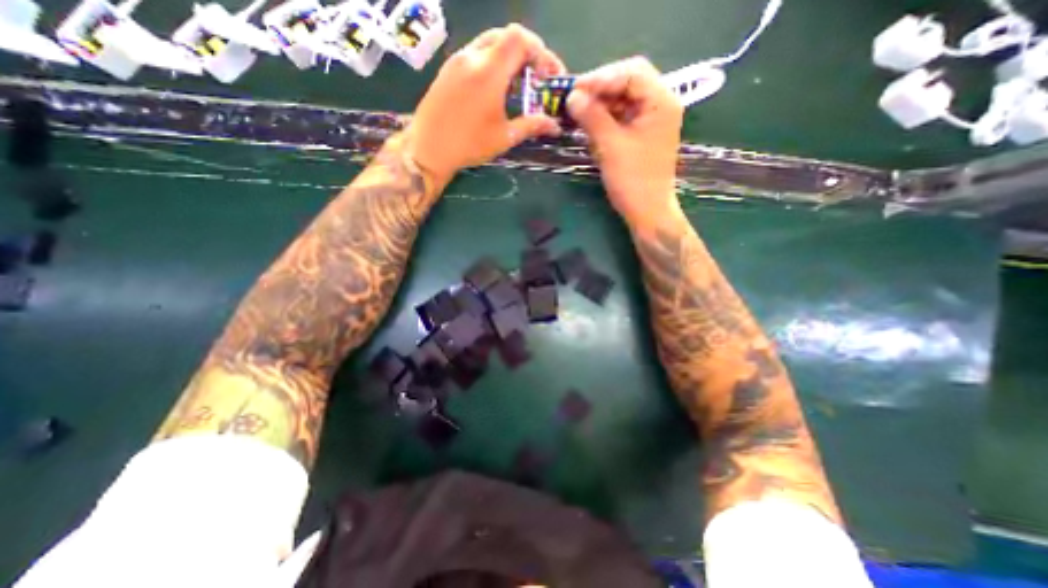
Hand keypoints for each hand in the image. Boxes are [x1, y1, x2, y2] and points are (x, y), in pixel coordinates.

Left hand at [402, 22, 565, 183]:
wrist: (428, 149)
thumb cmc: (469, 144)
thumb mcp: (504, 137)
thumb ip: (531, 126)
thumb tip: (554, 126)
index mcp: (489, 71)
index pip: (520, 38)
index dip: (540, 51)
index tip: (547, 74)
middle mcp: (472, 56)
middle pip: (506, 36)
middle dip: (526, 53)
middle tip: (535, 78)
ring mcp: (457, 60)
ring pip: (489, 43)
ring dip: (508, 57)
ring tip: (516, 84)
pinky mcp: (448, 69)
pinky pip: (475, 54)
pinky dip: (492, 62)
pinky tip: (494, 88)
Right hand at [565, 54, 689, 229]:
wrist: (647, 211)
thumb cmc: (633, 180)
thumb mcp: (610, 146)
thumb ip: (592, 117)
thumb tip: (572, 96)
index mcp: (661, 101)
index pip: (631, 72)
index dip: (601, 77)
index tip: (574, 89)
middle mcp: (660, 104)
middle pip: (628, 82)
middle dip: (600, 89)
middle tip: (574, 99)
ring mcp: (651, 120)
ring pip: (623, 99)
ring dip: (600, 104)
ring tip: (577, 112)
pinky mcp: (642, 134)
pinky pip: (622, 117)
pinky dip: (605, 118)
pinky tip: (589, 125)